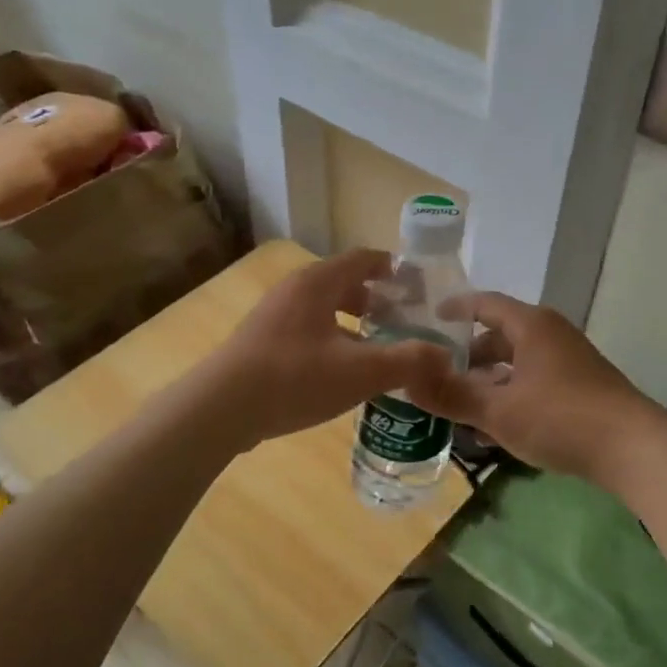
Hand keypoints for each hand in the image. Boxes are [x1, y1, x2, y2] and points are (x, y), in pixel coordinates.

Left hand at [202, 249, 451, 446]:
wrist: (222, 408)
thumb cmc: (296, 378)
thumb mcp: (361, 371)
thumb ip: (408, 360)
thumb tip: (445, 355)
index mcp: (318, 283)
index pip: (363, 259)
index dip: (394, 269)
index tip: (418, 288)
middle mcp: (294, 290)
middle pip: (344, 283)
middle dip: (376, 300)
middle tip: (404, 322)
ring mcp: (274, 315)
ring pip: (324, 309)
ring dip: (353, 323)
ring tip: (378, 350)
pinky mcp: (262, 342)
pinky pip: (308, 330)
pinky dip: (332, 340)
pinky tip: (342, 374)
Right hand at [407, 293, 659, 484]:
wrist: (635, 449)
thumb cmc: (560, 417)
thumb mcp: (498, 411)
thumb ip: (452, 397)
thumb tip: (407, 384)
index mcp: (531, 326)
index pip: (484, 303)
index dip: (454, 309)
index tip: (429, 320)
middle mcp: (551, 334)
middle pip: (501, 334)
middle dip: (469, 354)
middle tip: (439, 374)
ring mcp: (570, 360)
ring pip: (518, 361)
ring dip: (490, 379)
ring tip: (462, 404)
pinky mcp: (582, 386)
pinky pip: (535, 380)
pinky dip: (512, 393)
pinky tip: (498, 425)